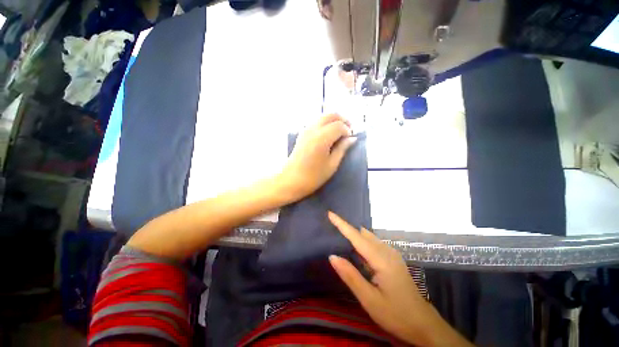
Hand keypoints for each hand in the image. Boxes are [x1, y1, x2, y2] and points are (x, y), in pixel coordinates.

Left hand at [278, 114, 355, 200]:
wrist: (291, 180)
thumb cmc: (313, 176)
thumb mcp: (332, 165)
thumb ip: (342, 149)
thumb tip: (352, 138)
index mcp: (322, 138)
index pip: (339, 126)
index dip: (348, 131)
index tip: (351, 139)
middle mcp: (313, 129)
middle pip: (331, 115)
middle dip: (342, 120)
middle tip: (349, 131)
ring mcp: (306, 130)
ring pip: (323, 117)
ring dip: (334, 121)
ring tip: (339, 133)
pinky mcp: (302, 133)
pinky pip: (316, 122)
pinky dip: (325, 124)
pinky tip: (328, 135)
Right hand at [327, 212, 473, 346]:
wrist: (423, 325)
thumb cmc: (396, 314)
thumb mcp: (369, 299)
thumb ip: (350, 276)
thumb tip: (332, 256)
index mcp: (381, 259)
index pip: (357, 237)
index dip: (342, 224)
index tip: (330, 213)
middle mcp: (387, 251)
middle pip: (363, 233)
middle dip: (347, 228)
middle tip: (331, 226)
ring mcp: (391, 254)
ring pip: (369, 237)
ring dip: (354, 235)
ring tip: (339, 235)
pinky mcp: (392, 259)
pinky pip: (373, 244)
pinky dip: (361, 242)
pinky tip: (354, 250)